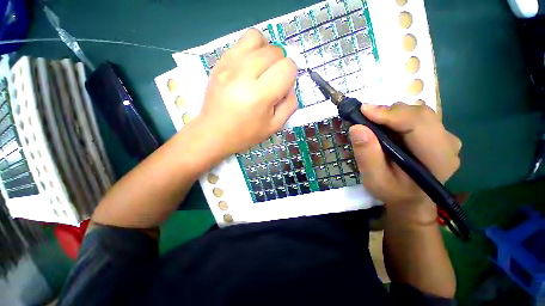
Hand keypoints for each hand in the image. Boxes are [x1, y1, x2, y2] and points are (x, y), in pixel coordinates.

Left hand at [198, 29, 297, 156]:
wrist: (214, 132)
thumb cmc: (246, 133)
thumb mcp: (275, 126)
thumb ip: (289, 104)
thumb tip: (290, 85)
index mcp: (259, 95)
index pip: (287, 67)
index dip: (290, 76)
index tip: (282, 89)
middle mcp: (243, 74)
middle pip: (275, 51)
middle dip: (280, 65)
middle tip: (272, 82)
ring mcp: (228, 65)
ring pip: (258, 38)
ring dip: (266, 52)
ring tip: (262, 69)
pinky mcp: (219, 61)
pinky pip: (241, 42)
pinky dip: (251, 50)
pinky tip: (248, 67)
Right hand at [348, 103, 461, 220]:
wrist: (410, 199)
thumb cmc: (392, 192)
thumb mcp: (374, 179)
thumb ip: (367, 155)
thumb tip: (357, 128)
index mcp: (438, 158)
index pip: (418, 123)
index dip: (390, 113)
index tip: (363, 111)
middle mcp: (448, 143)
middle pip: (419, 114)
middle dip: (388, 113)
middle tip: (364, 118)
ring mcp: (445, 137)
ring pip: (417, 113)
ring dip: (391, 115)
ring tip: (373, 125)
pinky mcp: (437, 134)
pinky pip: (416, 117)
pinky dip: (396, 118)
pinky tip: (385, 128)